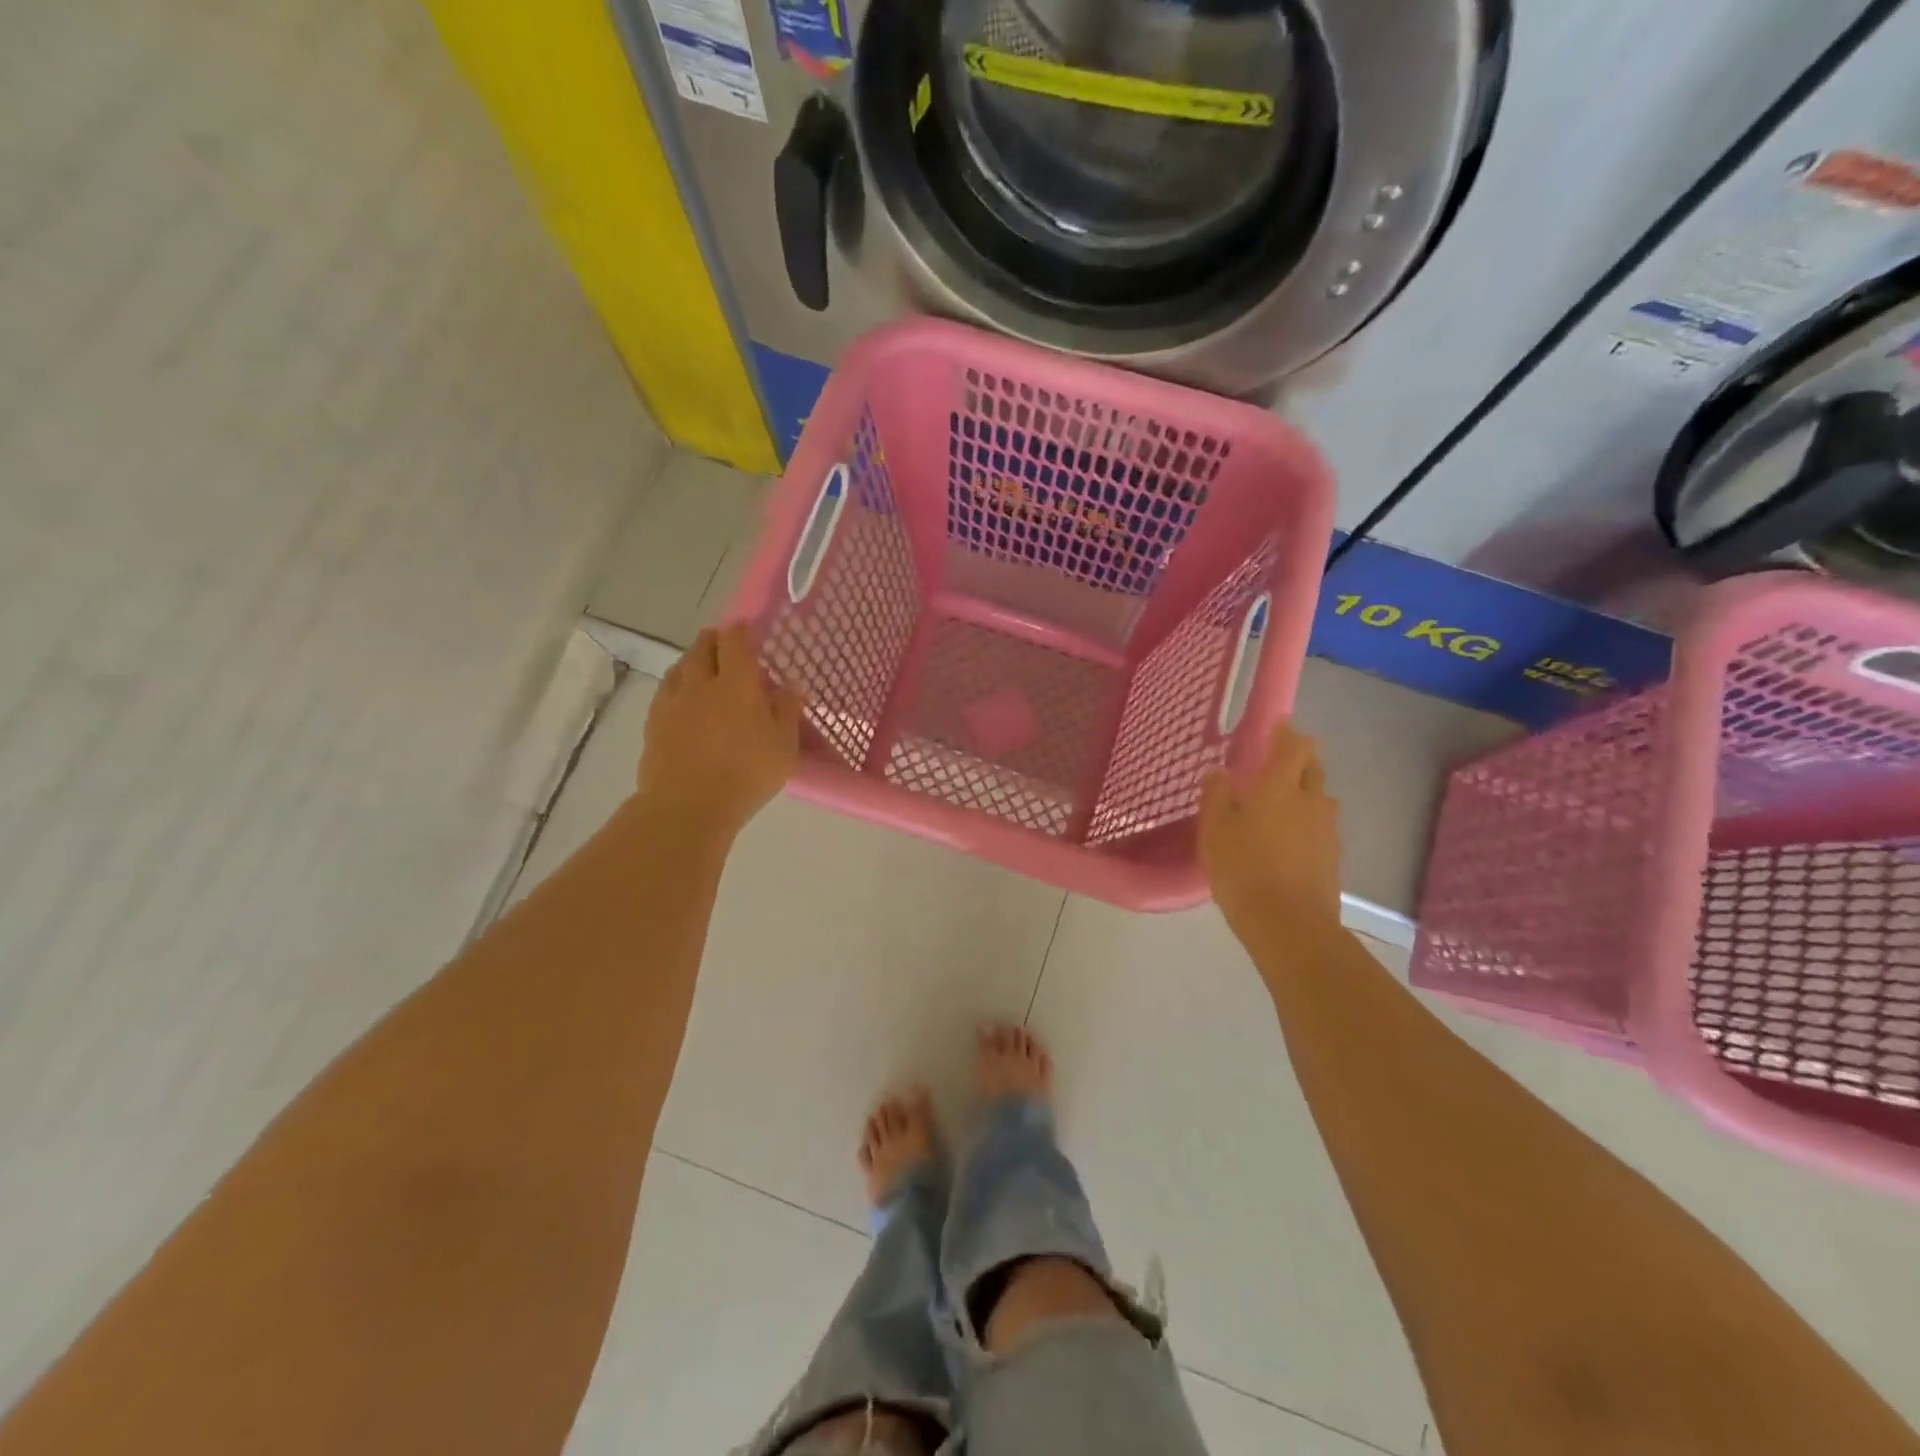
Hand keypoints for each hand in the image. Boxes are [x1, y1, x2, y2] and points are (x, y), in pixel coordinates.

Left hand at [636, 623, 802, 840]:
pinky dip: (677, 686)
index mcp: (737, 684)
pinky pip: (666, 692)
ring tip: (704, 670)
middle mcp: (701, 684)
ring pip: (680, 667)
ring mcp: (673, 702)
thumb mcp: (784, 747)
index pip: (735, 641)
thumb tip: (791, 685)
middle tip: (726, 646)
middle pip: (703, 647)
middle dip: (714, 640)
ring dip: (693, 661)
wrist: (687, 806)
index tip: (747, 628)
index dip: (741, 630)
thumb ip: (788, 712)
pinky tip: (683, 700)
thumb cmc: (746, 775)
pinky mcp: (653, 723)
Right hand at [1199, 722, 1341, 935]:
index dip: (1287, 734)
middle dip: (1298, 761)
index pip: (1294, 747)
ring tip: (1281, 804)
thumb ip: (1217, 796)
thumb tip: (1219, 772)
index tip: (1276, 728)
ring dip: (1304, 794)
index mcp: (1281, 787)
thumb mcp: (1215, 830)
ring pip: (1319, 800)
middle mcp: (1311, 801)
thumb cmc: (1244, 868)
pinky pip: (1320, 828)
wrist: (1288, 924)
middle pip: (1313, 769)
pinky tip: (1288, 840)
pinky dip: (1307, 825)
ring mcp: (1327, 831)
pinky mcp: (1332, 858)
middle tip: (1275, 764)